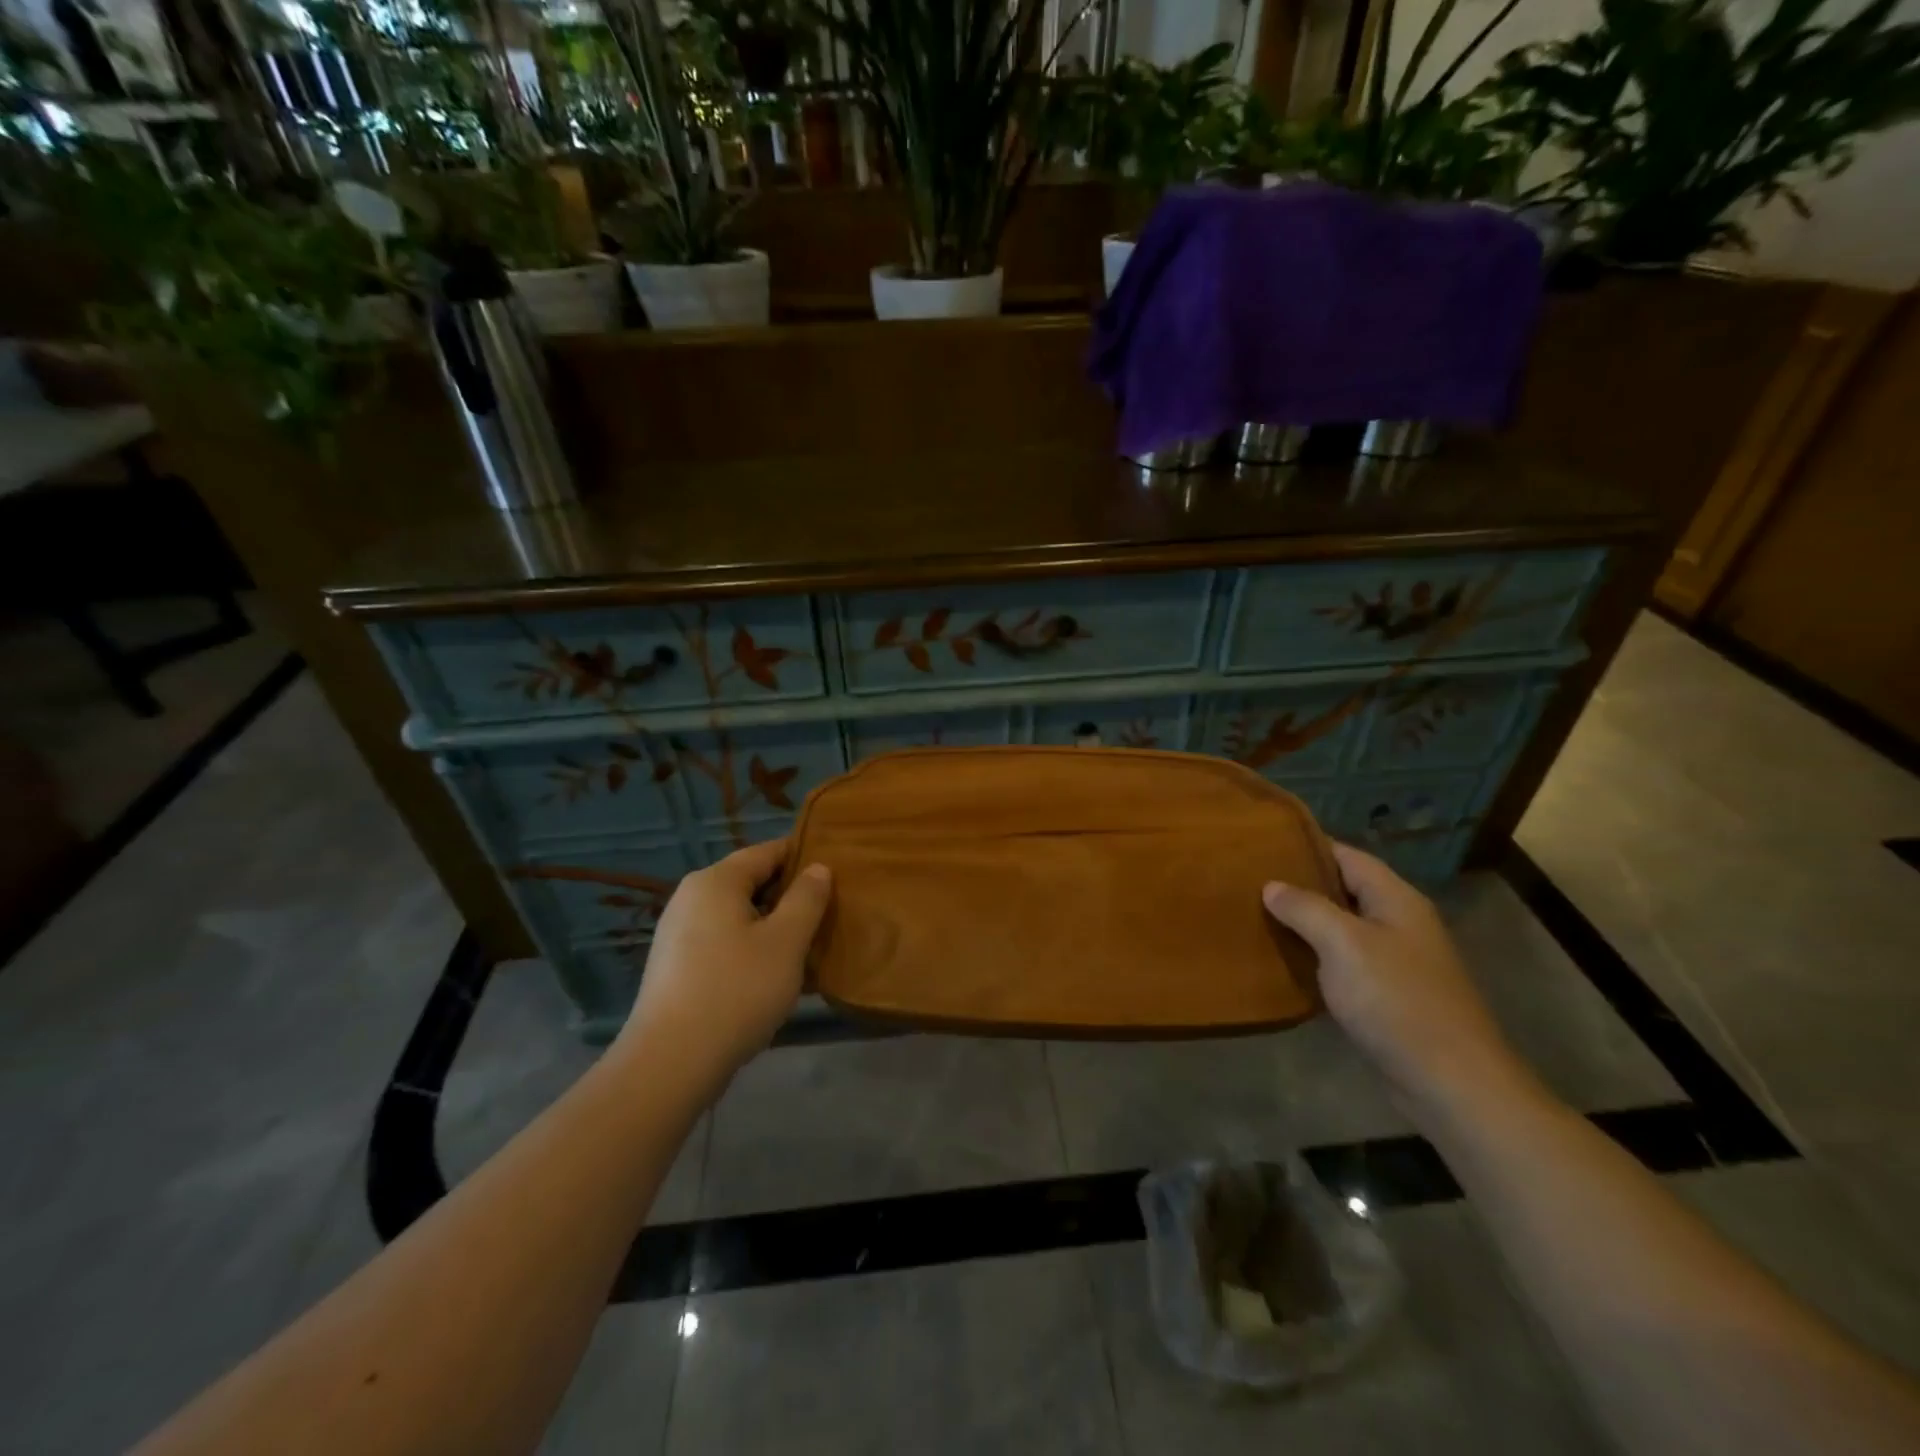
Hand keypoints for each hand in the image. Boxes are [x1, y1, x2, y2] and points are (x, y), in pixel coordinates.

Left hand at [614, 839, 832, 1095]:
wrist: (670, 1063)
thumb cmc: (737, 991)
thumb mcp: (786, 941)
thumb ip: (807, 899)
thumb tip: (818, 868)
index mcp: (716, 881)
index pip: (768, 851)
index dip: (804, 857)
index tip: (838, 873)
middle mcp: (692, 897)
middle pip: (752, 882)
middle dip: (791, 897)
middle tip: (829, 915)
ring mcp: (679, 933)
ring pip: (739, 916)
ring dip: (774, 927)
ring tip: (808, 948)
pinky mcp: (677, 966)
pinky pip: (724, 942)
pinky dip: (752, 949)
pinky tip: (774, 977)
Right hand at [1263, 843, 1530, 1114]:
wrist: (1450, 1083)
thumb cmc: (1397, 1000)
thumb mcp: (1344, 944)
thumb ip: (1306, 908)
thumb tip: (1272, 886)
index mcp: (1395, 899)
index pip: (1346, 855)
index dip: (1306, 846)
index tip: (1261, 844)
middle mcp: (1397, 923)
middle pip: (1342, 890)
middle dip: (1298, 885)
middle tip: (1247, 880)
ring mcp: (1394, 961)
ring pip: (1339, 929)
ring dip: (1302, 923)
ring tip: (1253, 915)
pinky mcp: (1385, 996)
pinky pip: (1341, 964)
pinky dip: (1313, 958)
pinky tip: (1280, 961)